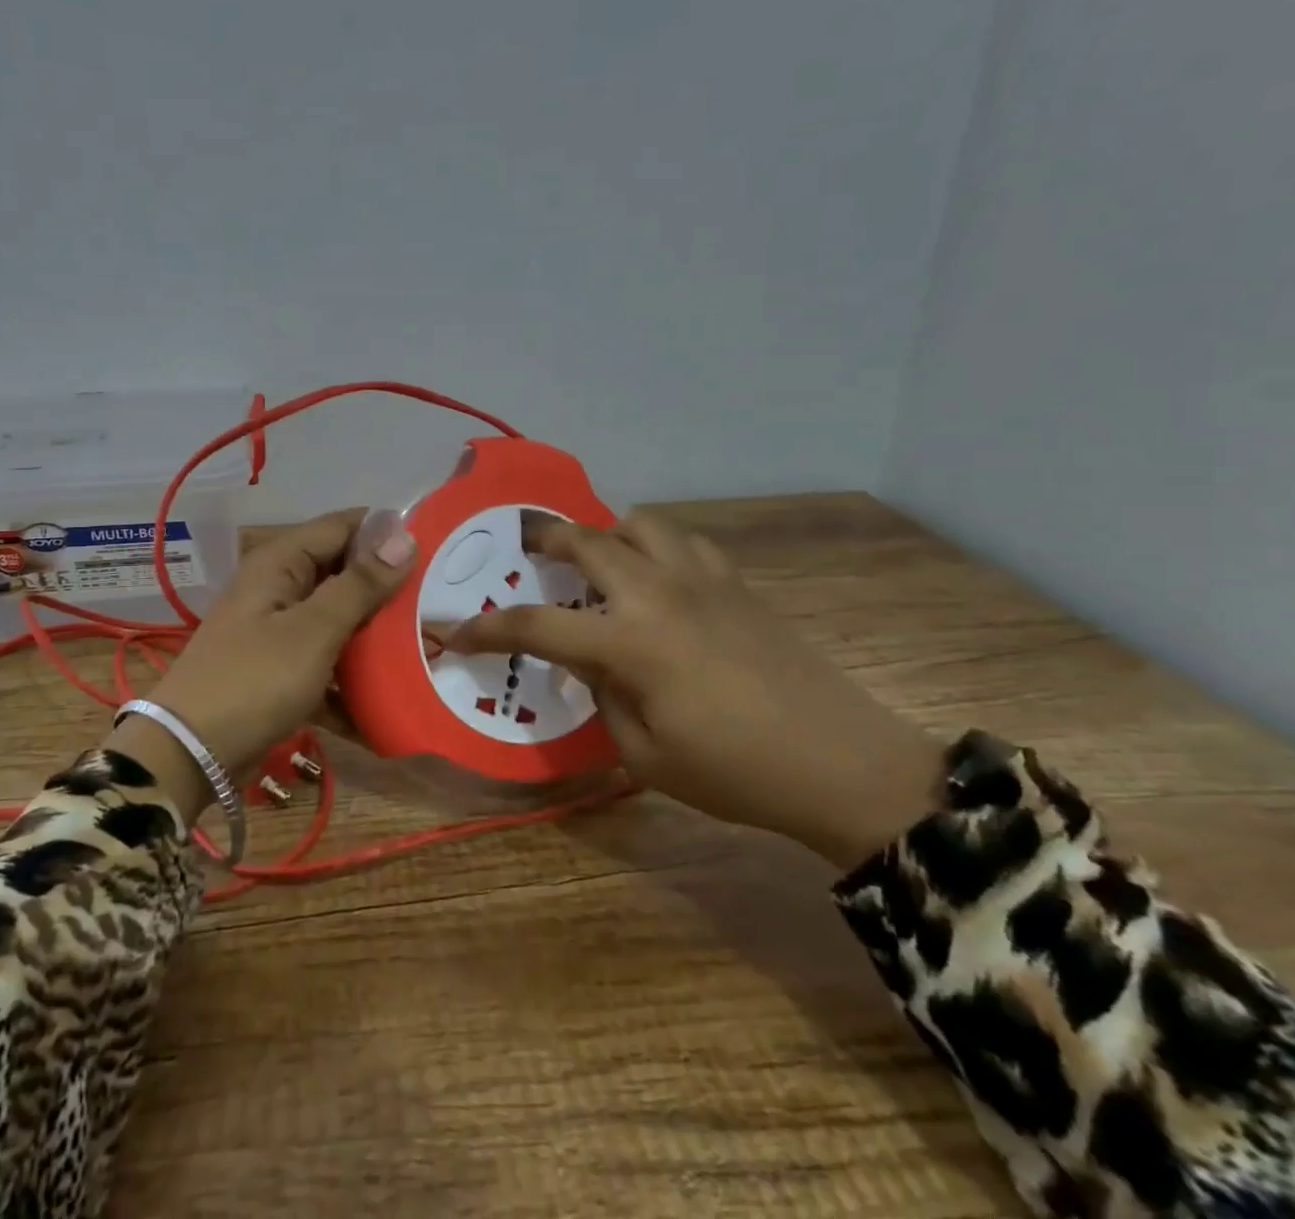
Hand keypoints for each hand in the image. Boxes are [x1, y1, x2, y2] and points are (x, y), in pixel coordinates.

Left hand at [107, 508, 416, 820]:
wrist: (190, 753)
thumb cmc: (255, 680)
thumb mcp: (314, 630)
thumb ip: (360, 584)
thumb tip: (404, 534)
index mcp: (282, 562)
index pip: (343, 526)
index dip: (387, 531)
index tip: (438, 546)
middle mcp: (279, 587)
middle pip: (343, 573)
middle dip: (388, 589)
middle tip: (439, 603)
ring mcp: (278, 630)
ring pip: (338, 620)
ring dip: (374, 636)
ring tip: (426, 648)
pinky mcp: (280, 668)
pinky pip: (326, 661)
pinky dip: (351, 677)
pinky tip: (387, 699)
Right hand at [445, 512, 942, 869]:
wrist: (841, 763)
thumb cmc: (735, 772)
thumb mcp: (644, 754)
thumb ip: (602, 696)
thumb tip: (590, 662)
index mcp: (629, 642)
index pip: (535, 625)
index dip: (486, 629)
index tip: (453, 632)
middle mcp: (658, 593)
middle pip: (584, 541)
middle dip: (543, 541)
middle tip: (524, 550)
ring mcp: (702, 579)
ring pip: (638, 523)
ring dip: (605, 534)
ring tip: (597, 562)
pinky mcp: (736, 582)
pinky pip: (684, 541)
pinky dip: (656, 546)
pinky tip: (658, 577)